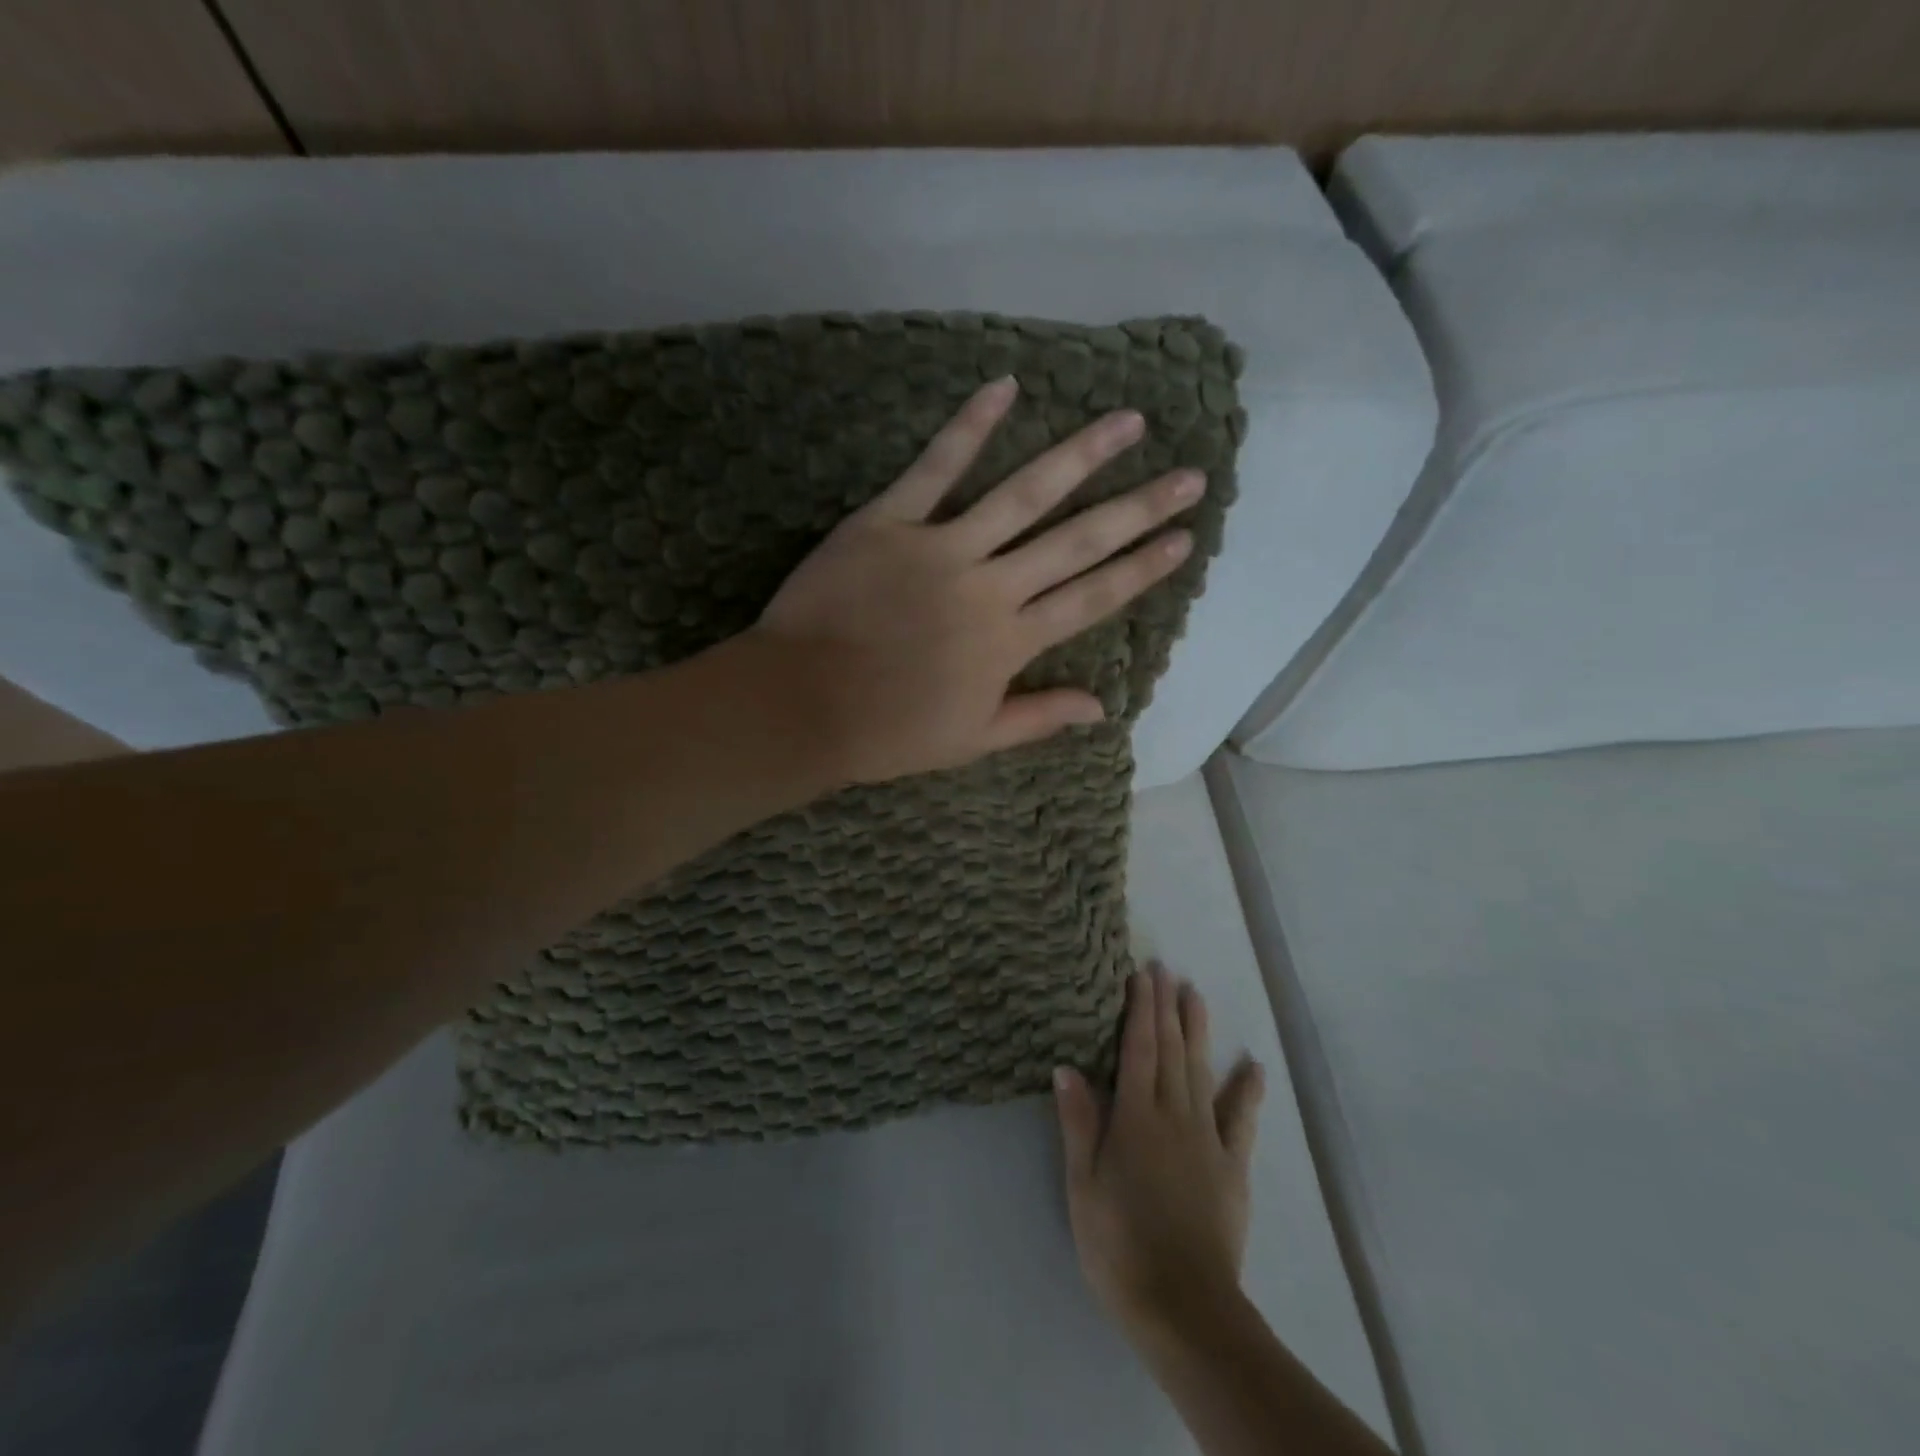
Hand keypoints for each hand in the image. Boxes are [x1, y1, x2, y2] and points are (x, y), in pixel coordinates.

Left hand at [751, 377, 1202, 784]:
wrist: (801, 707)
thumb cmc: (887, 732)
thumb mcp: (972, 740)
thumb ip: (1038, 717)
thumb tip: (1103, 707)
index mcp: (1011, 643)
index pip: (1093, 598)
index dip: (1142, 568)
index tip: (1184, 538)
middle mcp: (990, 589)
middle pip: (1077, 542)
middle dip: (1138, 507)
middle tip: (1189, 474)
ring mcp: (940, 549)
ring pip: (1022, 495)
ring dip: (1080, 456)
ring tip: (1128, 422)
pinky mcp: (887, 523)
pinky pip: (933, 469)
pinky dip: (967, 427)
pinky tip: (1006, 386)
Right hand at [1055, 965, 1265, 1342]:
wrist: (1184, 1306)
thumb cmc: (1119, 1245)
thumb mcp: (1082, 1186)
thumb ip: (1079, 1123)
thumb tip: (1066, 1066)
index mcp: (1135, 1118)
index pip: (1138, 1049)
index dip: (1139, 1009)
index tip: (1141, 975)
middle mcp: (1174, 1116)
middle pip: (1171, 1050)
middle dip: (1166, 1007)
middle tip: (1165, 969)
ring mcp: (1208, 1139)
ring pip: (1202, 1072)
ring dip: (1198, 1031)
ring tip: (1196, 995)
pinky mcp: (1233, 1167)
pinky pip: (1241, 1120)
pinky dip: (1247, 1090)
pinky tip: (1253, 1066)